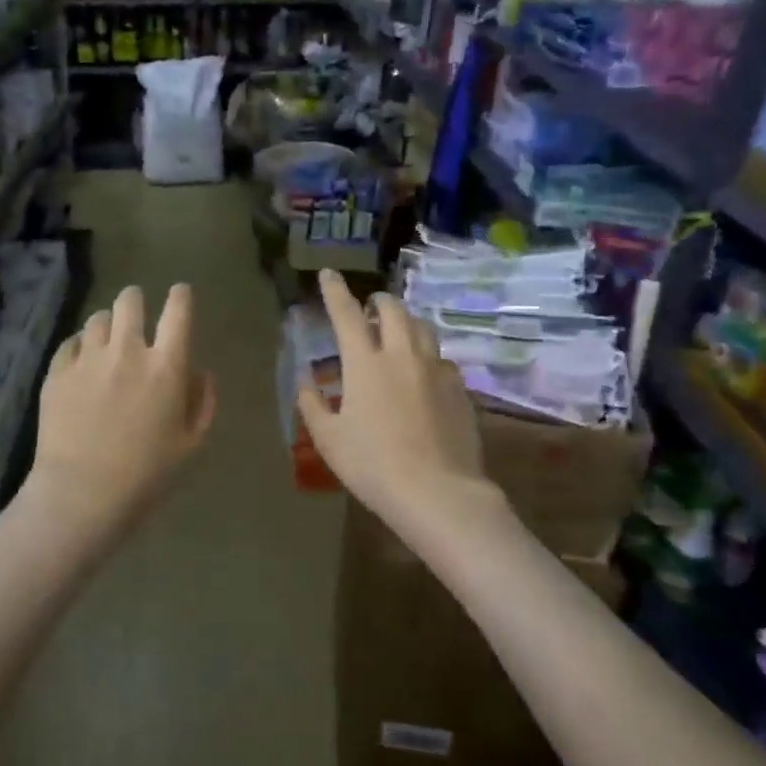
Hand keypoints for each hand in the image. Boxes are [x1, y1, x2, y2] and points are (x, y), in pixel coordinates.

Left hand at [26, 283, 216, 532]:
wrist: (82, 493)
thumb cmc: (145, 475)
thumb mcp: (189, 444)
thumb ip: (201, 402)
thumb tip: (199, 372)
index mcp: (166, 366)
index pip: (178, 310)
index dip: (181, 295)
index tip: (180, 294)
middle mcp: (127, 351)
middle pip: (130, 301)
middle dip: (136, 301)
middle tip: (136, 314)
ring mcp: (88, 358)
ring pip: (98, 319)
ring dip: (107, 326)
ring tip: (106, 343)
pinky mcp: (57, 371)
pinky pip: (71, 343)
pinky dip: (80, 348)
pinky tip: (81, 366)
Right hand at [296, 269, 486, 526]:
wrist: (437, 492)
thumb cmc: (372, 464)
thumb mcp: (328, 438)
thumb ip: (312, 404)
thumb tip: (305, 381)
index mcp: (365, 363)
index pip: (346, 314)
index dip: (335, 291)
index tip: (329, 274)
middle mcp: (402, 355)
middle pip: (393, 310)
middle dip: (378, 301)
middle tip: (369, 308)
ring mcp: (436, 370)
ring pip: (423, 328)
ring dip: (405, 322)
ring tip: (397, 333)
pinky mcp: (460, 389)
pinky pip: (442, 359)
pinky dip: (427, 355)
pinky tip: (423, 373)